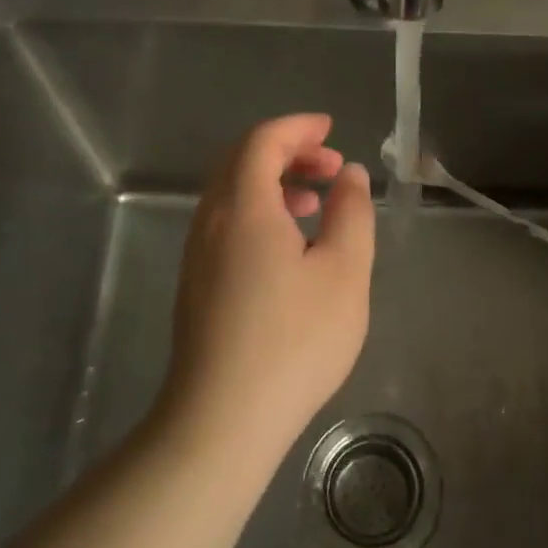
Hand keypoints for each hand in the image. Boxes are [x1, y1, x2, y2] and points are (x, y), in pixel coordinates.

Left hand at [161, 114, 375, 458]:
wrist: (222, 420)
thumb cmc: (293, 341)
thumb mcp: (344, 272)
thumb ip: (351, 213)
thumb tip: (349, 175)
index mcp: (243, 208)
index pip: (262, 141)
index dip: (298, 127)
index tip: (331, 130)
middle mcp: (211, 221)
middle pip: (240, 161)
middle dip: (287, 152)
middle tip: (330, 167)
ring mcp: (197, 255)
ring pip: (230, 194)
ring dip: (272, 182)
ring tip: (314, 202)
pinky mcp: (195, 284)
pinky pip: (225, 222)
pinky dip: (257, 211)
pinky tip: (288, 246)